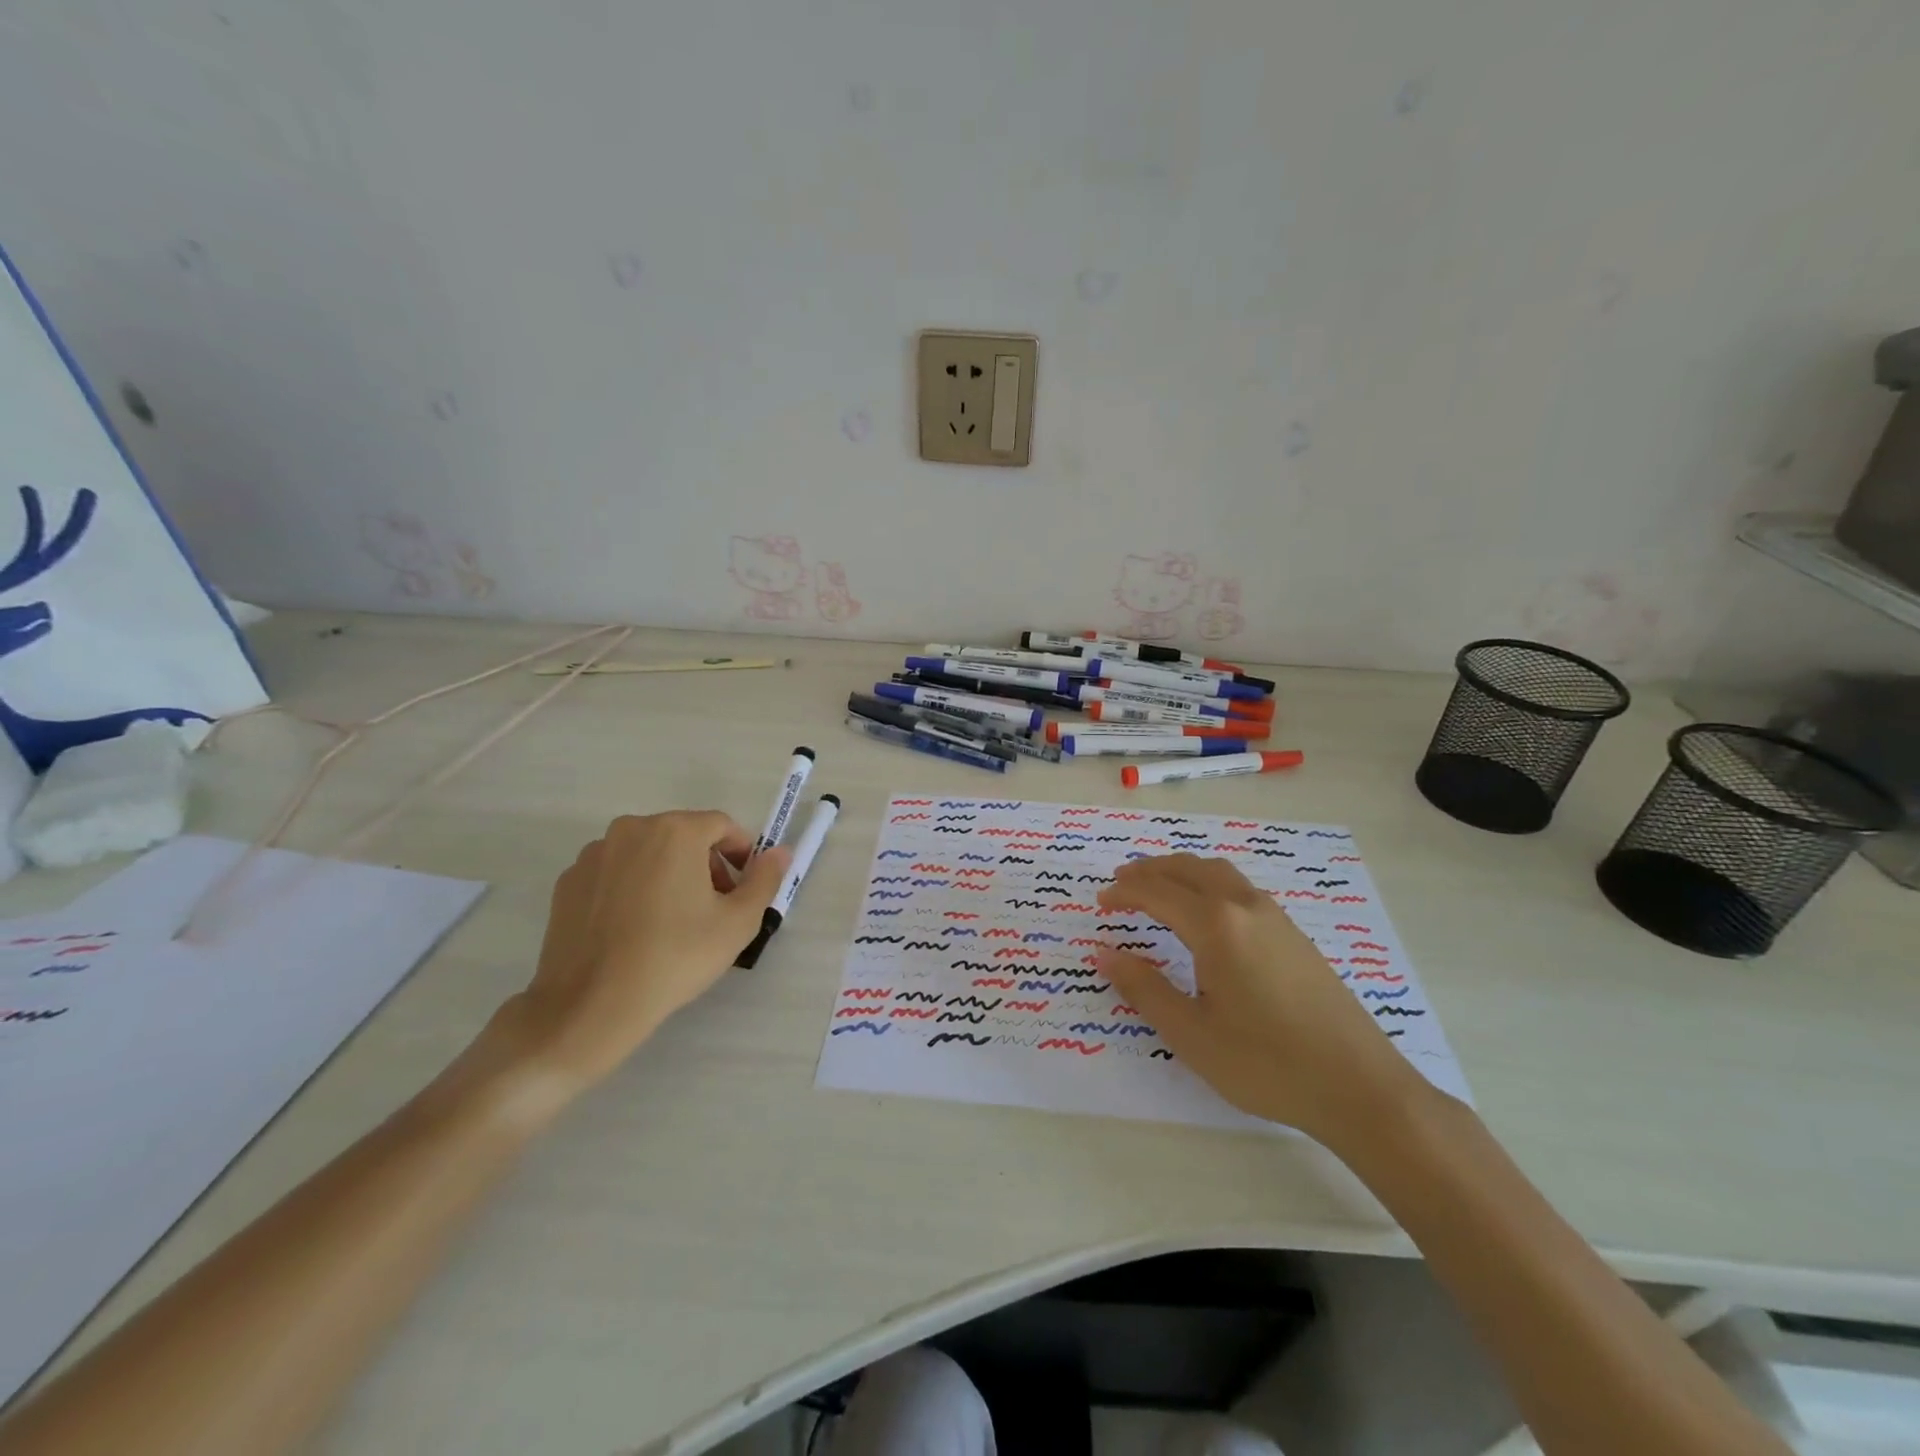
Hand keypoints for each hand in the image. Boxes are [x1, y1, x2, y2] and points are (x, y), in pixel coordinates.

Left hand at [485, 811, 789, 1095]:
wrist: (590, 1006)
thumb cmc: (675, 957)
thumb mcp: (738, 922)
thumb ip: (765, 879)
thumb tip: (779, 852)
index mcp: (675, 831)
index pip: (722, 826)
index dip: (742, 853)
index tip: (745, 887)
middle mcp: (631, 829)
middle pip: (683, 836)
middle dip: (706, 864)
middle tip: (715, 907)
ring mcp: (593, 855)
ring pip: (646, 853)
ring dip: (668, 873)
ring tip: (673, 921)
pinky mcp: (568, 882)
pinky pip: (614, 873)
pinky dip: (632, 888)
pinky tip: (635, 929)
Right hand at [1097, 854, 1427, 1145]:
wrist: (1361, 1088)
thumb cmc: (1267, 1064)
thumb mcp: (1192, 1034)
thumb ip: (1145, 989)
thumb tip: (1105, 953)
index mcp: (1216, 926)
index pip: (1158, 892)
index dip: (1125, 893)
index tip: (1101, 901)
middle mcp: (1245, 908)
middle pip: (1190, 868)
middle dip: (1151, 870)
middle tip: (1122, 882)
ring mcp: (1276, 918)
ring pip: (1219, 873)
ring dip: (1183, 871)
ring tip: (1159, 887)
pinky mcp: (1295, 936)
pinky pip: (1240, 889)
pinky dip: (1209, 884)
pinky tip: (1207, 913)